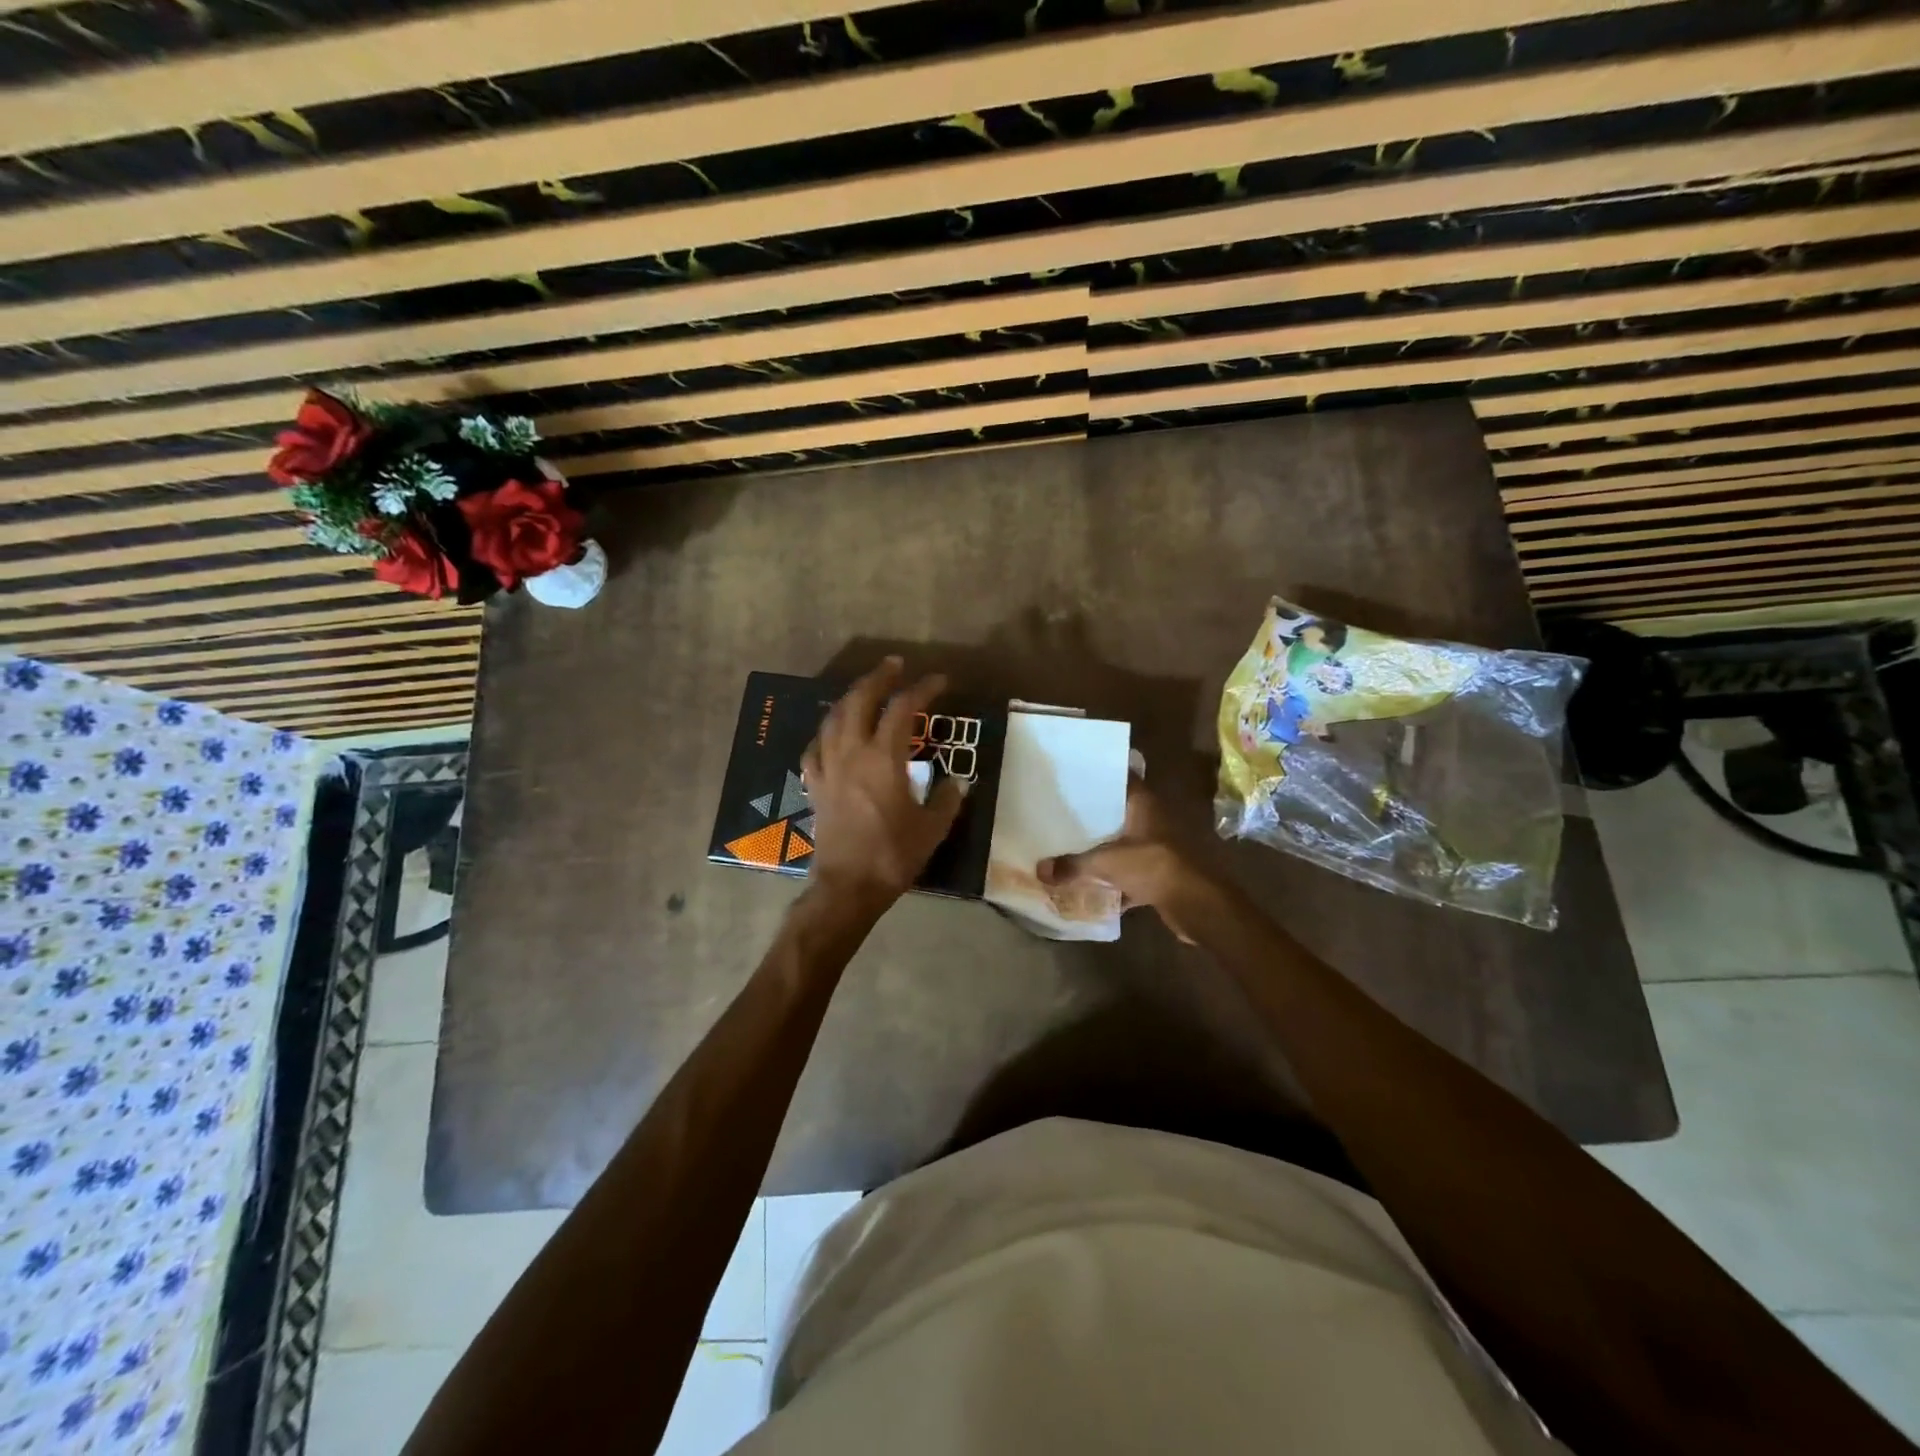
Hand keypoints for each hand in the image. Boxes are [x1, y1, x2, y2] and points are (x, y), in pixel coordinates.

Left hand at [801, 658, 965, 911]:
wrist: (848, 887)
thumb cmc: (893, 856)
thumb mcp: (932, 828)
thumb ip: (947, 799)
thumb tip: (959, 782)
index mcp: (884, 759)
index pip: (904, 709)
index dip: (923, 689)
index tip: (940, 681)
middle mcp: (852, 753)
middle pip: (860, 700)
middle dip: (878, 678)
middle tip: (894, 665)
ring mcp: (828, 768)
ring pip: (833, 718)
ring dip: (850, 697)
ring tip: (865, 690)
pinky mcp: (815, 786)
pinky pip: (815, 748)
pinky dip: (826, 733)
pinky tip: (832, 733)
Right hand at [1037, 779, 1217, 942]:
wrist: (1197, 903)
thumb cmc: (1154, 865)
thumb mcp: (1106, 862)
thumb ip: (1073, 865)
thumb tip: (1040, 870)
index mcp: (1143, 805)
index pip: (1121, 779)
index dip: (1100, 775)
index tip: (1075, 775)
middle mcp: (1152, 821)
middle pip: (1119, 813)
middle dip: (1095, 816)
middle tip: (1064, 813)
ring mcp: (1158, 849)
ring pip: (1125, 844)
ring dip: (1104, 849)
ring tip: (1072, 847)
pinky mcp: (1161, 875)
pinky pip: (1131, 874)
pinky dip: (1115, 882)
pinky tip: (1093, 889)